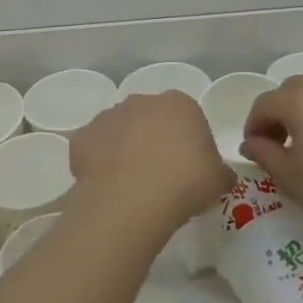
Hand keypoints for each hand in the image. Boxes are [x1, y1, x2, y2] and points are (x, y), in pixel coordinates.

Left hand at [70, 90, 233, 230]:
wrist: (132, 200)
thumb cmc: (185, 183)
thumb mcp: (220, 180)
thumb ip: (220, 171)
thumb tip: (219, 175)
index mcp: (180, 104)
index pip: (187, 118)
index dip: (188, 143)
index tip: (188, 169)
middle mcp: (141, 101)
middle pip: (150, 119)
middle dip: (153, 140)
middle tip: (160, 175)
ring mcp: (107, 116)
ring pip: (119, 131)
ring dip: (124, 149)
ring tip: (131, 184)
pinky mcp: (82, 137)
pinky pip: (93, 149)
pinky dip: (99, 163)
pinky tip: (108, 186)